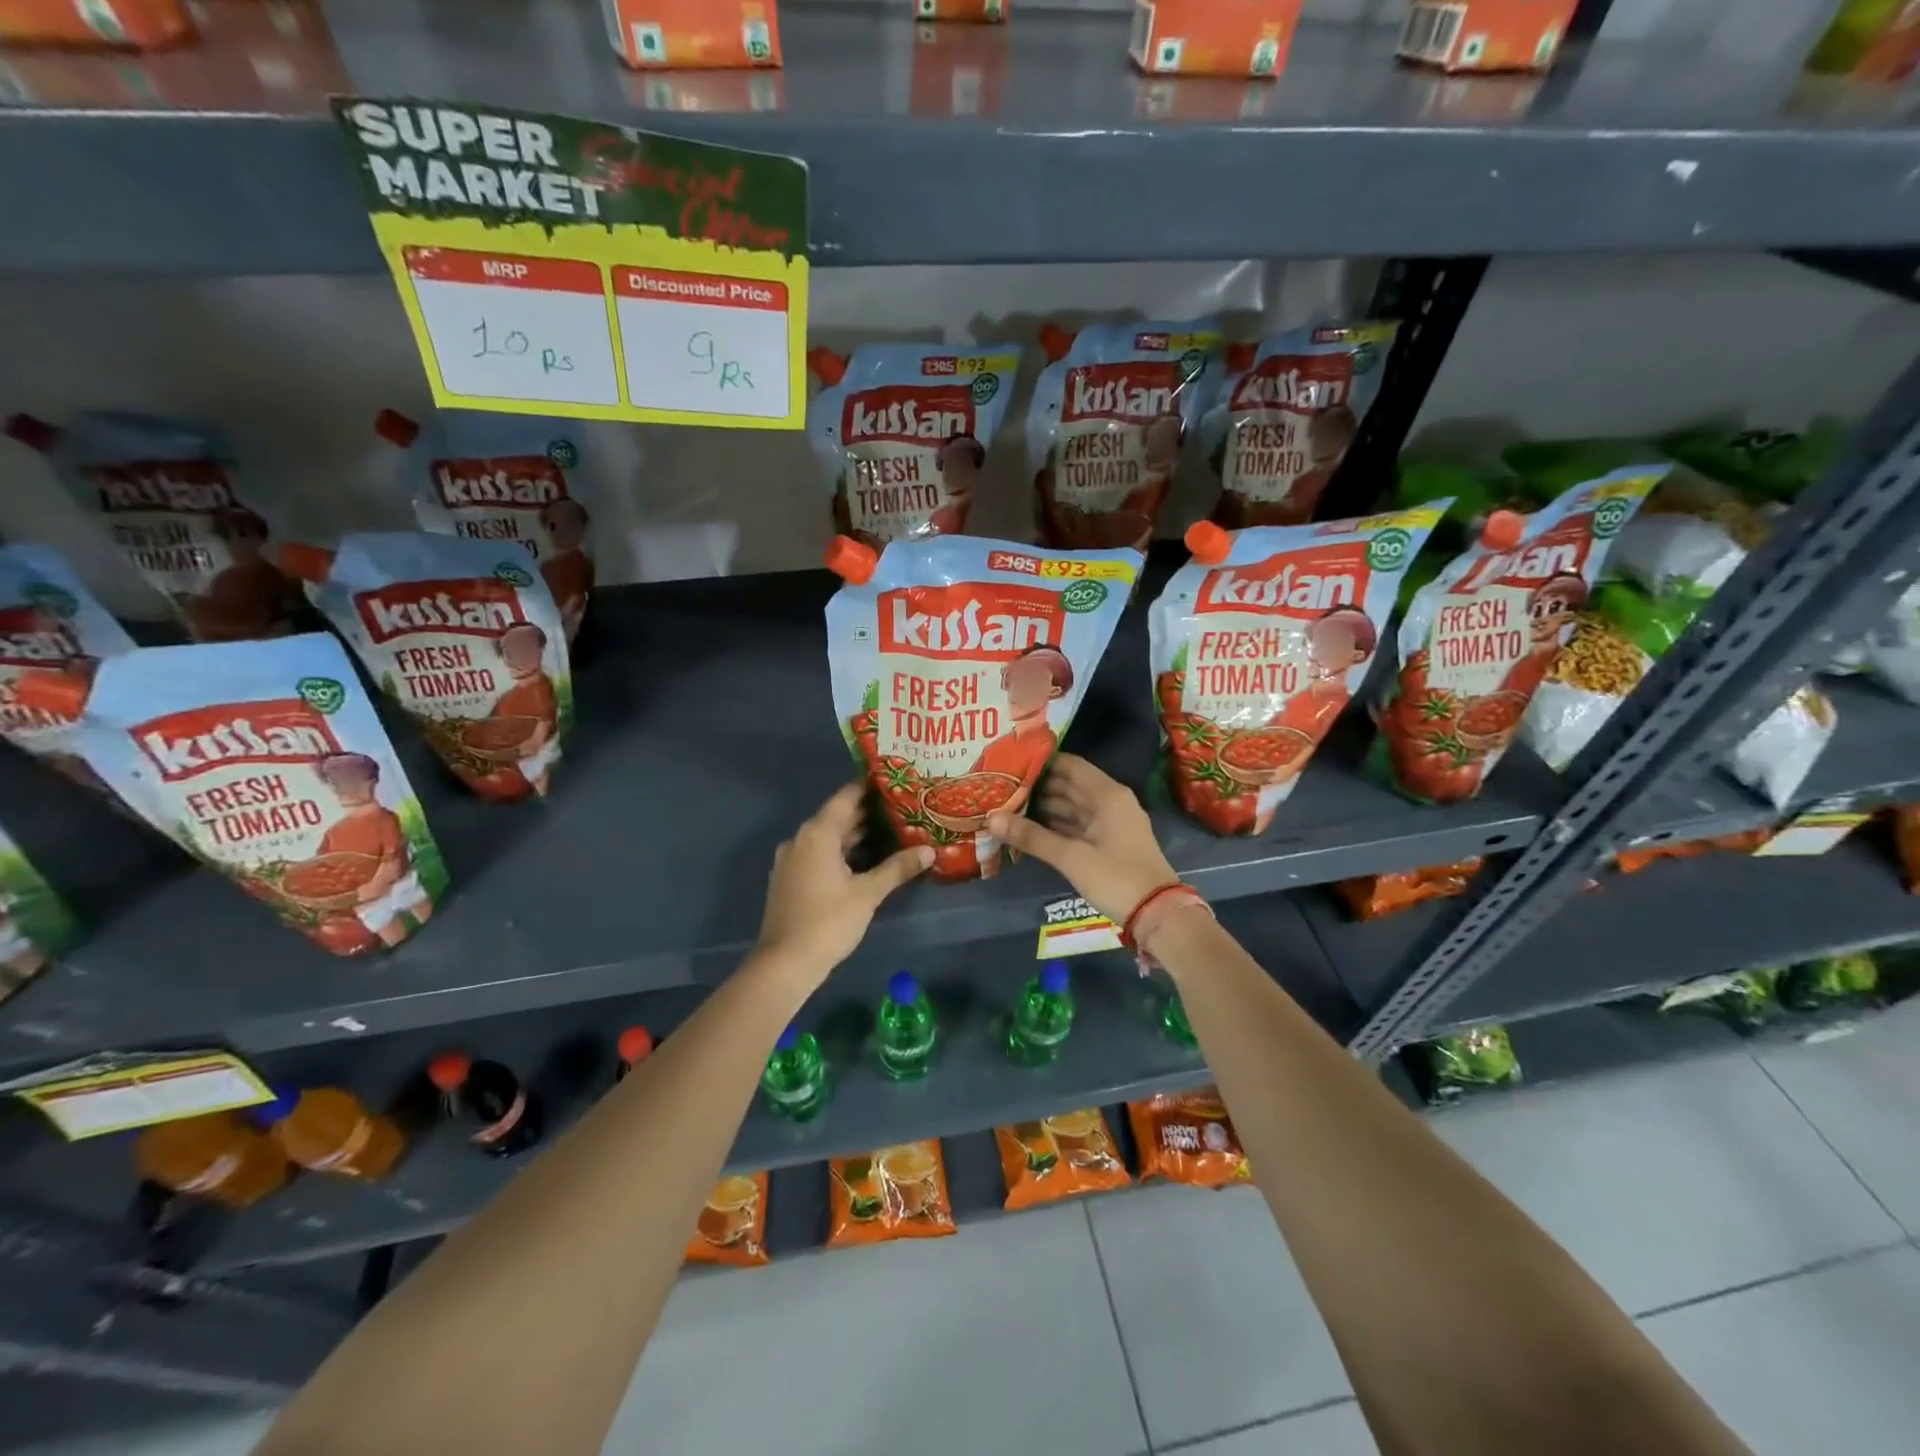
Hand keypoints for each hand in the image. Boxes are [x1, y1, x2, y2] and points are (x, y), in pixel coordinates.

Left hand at [753, 783, 932, 985]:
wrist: (785, 963)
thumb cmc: (828, 921)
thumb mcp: (868, 893)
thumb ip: (898, 868)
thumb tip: (930, 851)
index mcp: (818, 833)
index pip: (847, 797)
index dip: (871, 786)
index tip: (895, 780)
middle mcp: (801, 839)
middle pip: (838, 816)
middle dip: (869, 812)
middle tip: (903, 806)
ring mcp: (793, 860)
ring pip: (829, 837)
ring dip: (856, 834)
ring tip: (892, 830)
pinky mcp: (791, 879)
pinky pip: (820, 854)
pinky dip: (842, 851)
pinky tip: (866, 860)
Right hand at [987, 754, 1178, 922]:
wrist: (1157, 914)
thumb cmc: (1116, 877)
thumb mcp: (1071, 857)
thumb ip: (1032, 837)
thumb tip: (991, 819)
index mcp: (1107, 795)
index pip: (1070, 765)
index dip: (1042, 762)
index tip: (1011, 762)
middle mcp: (1110, 802)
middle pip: (1070, 785)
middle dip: (1038, 786)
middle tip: (1002, 786)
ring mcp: (1110, 824)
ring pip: (1072, 807)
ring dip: (1044, 807)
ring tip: (1008, 806)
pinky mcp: (1108, 844)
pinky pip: (1077, 826)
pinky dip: (1056, 825)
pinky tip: (1030, 829)